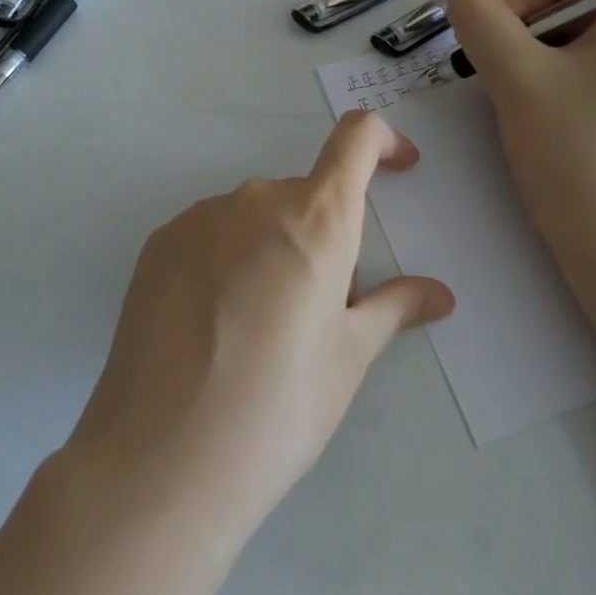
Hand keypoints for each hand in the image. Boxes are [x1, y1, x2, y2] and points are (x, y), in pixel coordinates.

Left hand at [60, 112, 454, 545]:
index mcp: (315, 217)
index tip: (399, 169)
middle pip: (304, 196)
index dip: (384, 142)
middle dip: (324, 236)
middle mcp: (254, 200)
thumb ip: (394, 308)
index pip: (356, 139)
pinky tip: (213, 326)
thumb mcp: (348, 357)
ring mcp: (197, 219)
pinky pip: (210, 235)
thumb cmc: (278, 406)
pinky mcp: (157, 244)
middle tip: (320, 310)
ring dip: (273, 249)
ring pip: (254, 218)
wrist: (162, 456)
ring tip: (259, 328)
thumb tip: (439, 293)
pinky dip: (228, 260)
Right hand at [445, 0, 595, 279]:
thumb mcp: (514, 76)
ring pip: (553, 26)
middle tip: (519, 88)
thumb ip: (480, 15)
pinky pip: (568, 56)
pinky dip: (541, 77)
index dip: (516, 4)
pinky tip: (544, 115)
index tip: (515, 62)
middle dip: (519, 35)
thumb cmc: (573, 155)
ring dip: (524, 60)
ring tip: (531, 106)